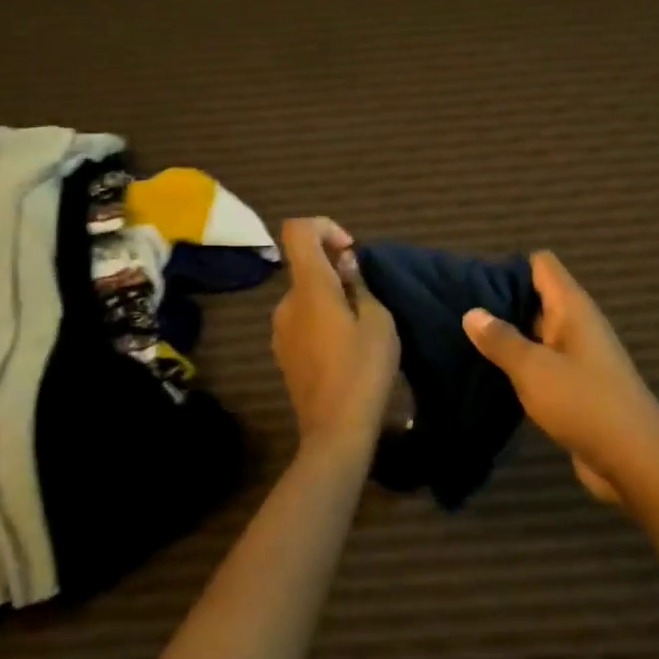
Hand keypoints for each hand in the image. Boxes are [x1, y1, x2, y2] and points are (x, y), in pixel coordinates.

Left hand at [272, 218, 398, 456]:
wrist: (335, 431)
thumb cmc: (363, 371)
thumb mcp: (378, 322)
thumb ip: (359, 286)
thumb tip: (344, 265)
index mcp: (309, 288)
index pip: (298, 231)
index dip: (324, 227)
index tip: (350, 251)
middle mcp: (286, 304)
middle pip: (305, 267)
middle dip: (336, 272)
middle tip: (368, 300)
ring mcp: (280, 331)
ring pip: (306, 297)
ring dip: (330, 299)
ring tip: (361, 328)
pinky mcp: (284, 354)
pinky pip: (302, 321)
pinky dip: (322, 321)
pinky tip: (346, 350)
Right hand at [463, 251, 658, 504]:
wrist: (634, 461)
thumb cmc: (583, 403)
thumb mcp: (534, 369)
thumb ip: (501, 339)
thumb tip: (472, 312)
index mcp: (573, 308)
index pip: (542, 265)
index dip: (509, 266)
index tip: (472, 281)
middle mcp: (578, 324)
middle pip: (537, 296)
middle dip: (501, 301)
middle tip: (457, 310)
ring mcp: (579, 355)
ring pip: (537, 331)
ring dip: (508, 335)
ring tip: (465, 340)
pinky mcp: (577, 384)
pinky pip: (543, 361)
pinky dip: (520, 363)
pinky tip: (491, 373)